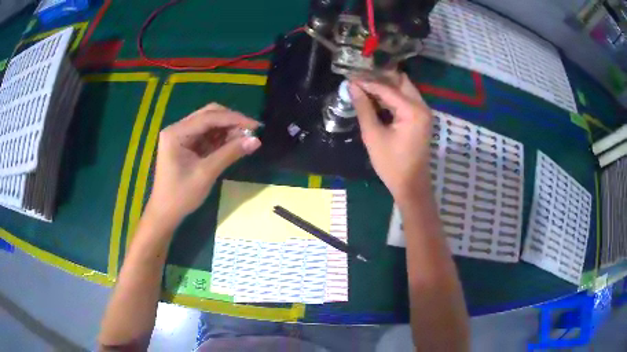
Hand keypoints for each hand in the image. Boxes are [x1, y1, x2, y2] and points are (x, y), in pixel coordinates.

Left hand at [146, 103, 260, 224]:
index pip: (209, 117)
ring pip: (209, 124)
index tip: (256, 125)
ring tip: (246, 138)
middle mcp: (178, 129)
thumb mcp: (206, 173)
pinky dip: (221, 138)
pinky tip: (235, 143)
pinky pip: (207, 135)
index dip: (234, 119)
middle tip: (252, 131)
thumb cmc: (181, 195)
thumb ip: (230, 153)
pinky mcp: (186, 145)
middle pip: (209, 115)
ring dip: (227, 129)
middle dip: (231, 121)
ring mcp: (182, 136)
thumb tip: (256, 140)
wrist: (165, 213)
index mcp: (177, 133)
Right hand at [349, 73, 433, 203]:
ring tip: (364, 87)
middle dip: (380, 77)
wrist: (411, 185)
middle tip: (360, 79)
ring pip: (404, 89)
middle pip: (400, 81)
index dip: (367, 82)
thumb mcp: (373, 135)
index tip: (350, 78)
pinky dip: (392, 96)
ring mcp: (423, 112)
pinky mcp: (420, 118)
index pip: (386, 88)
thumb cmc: (391, 164)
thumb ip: (363, 108)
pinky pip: (406, 99)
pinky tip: (376, 99)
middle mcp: (421, 106)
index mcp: (412, 110)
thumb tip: (352, 87)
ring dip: (386, 86)